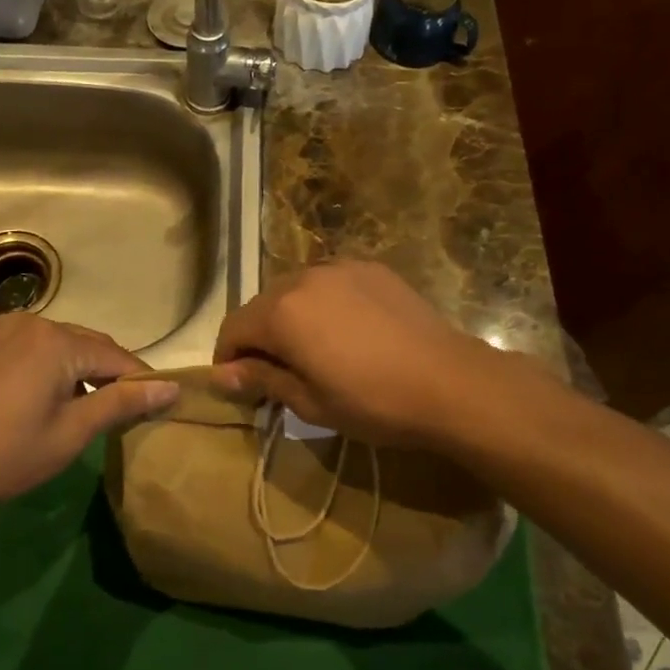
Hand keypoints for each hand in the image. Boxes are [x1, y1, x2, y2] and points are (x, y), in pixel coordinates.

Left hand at [0, 314, 177, 511]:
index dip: (140, 380)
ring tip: (91, 404)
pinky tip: (52, 394)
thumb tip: (171, 387)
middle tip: (127, 408)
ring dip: (82, 368)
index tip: (162, 402)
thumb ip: (122, 403)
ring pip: (63, 344)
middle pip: (89, 345)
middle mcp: (33, 323)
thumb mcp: (73, 431)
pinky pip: (36, 345)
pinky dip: (53, 364)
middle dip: (111, 373)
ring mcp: (6, 329)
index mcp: (56, 341)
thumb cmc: (9, 453)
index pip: (115, 357)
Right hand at [211, 261, 528, 447]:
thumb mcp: (309, 402)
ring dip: (291, 317)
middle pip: (262, 305)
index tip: (241, 386)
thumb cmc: (372, 402)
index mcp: (281, 312)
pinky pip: (330, 283)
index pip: (233, 328)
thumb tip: (221, 375)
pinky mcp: (370, 268)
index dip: (228, 358)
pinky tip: (347, 331)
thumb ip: (261, 379)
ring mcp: (340, 268)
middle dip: (259, 337)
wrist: (448, 382)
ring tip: (314, 350)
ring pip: (296, 290)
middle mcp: (303, 278)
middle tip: (277, 373)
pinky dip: (323, 304)